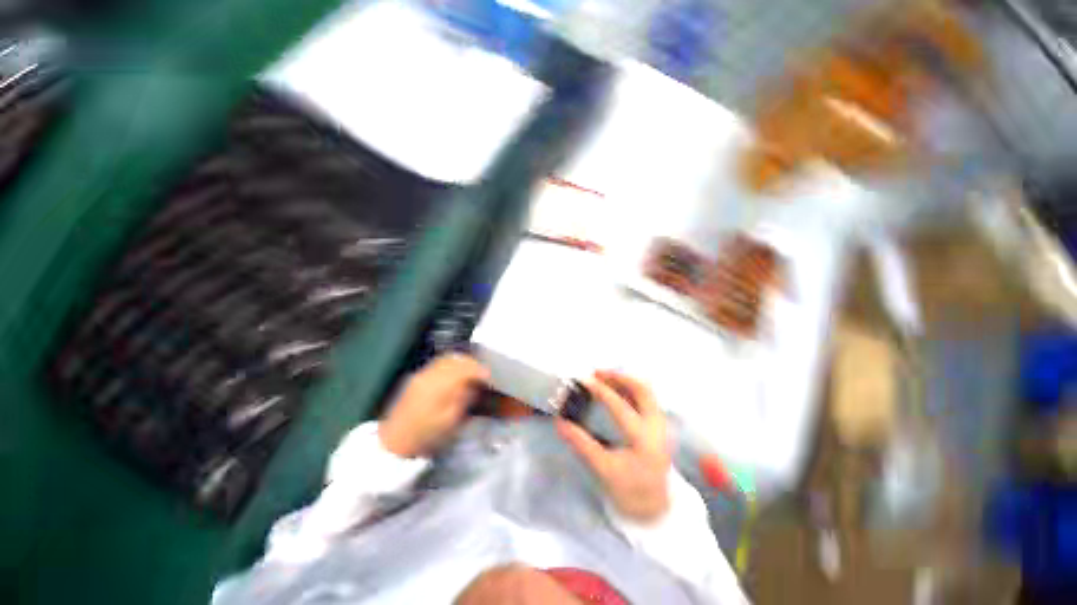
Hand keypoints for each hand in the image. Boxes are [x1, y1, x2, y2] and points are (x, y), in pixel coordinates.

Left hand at [379, 354, 488, 458]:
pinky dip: (451, 364)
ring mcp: (421, 374)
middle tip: (482, 371)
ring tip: (471, 370)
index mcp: (439, 386)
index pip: (464, 369)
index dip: (479, 370)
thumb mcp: (449, 421)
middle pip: (455, 359)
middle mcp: (429, 375)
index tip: (489, 376)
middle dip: (471, 362)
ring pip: (446, 358)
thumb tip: (473, 385)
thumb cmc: (424, 435)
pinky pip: (438, 363)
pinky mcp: (417, 378)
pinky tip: (456, 373)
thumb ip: (463, 399)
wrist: (393, 442)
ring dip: (461, 361)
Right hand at [557, 370, 670, 522]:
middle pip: (642, 389)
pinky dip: (631, 388)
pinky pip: (647, 398)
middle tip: (597, 373)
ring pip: (647, 391)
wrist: (656, 507)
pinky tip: (617, 389)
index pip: (619, 406)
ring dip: (625, 380)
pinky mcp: (660, 425)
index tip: (583, 380)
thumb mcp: (603, 470)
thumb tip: (560, 423)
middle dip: (619, 377)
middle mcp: (657, 426)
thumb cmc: (630, 490)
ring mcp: (661, 424)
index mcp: (643, 438)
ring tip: (604, 377)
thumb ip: (582, 444)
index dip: (600, 390)